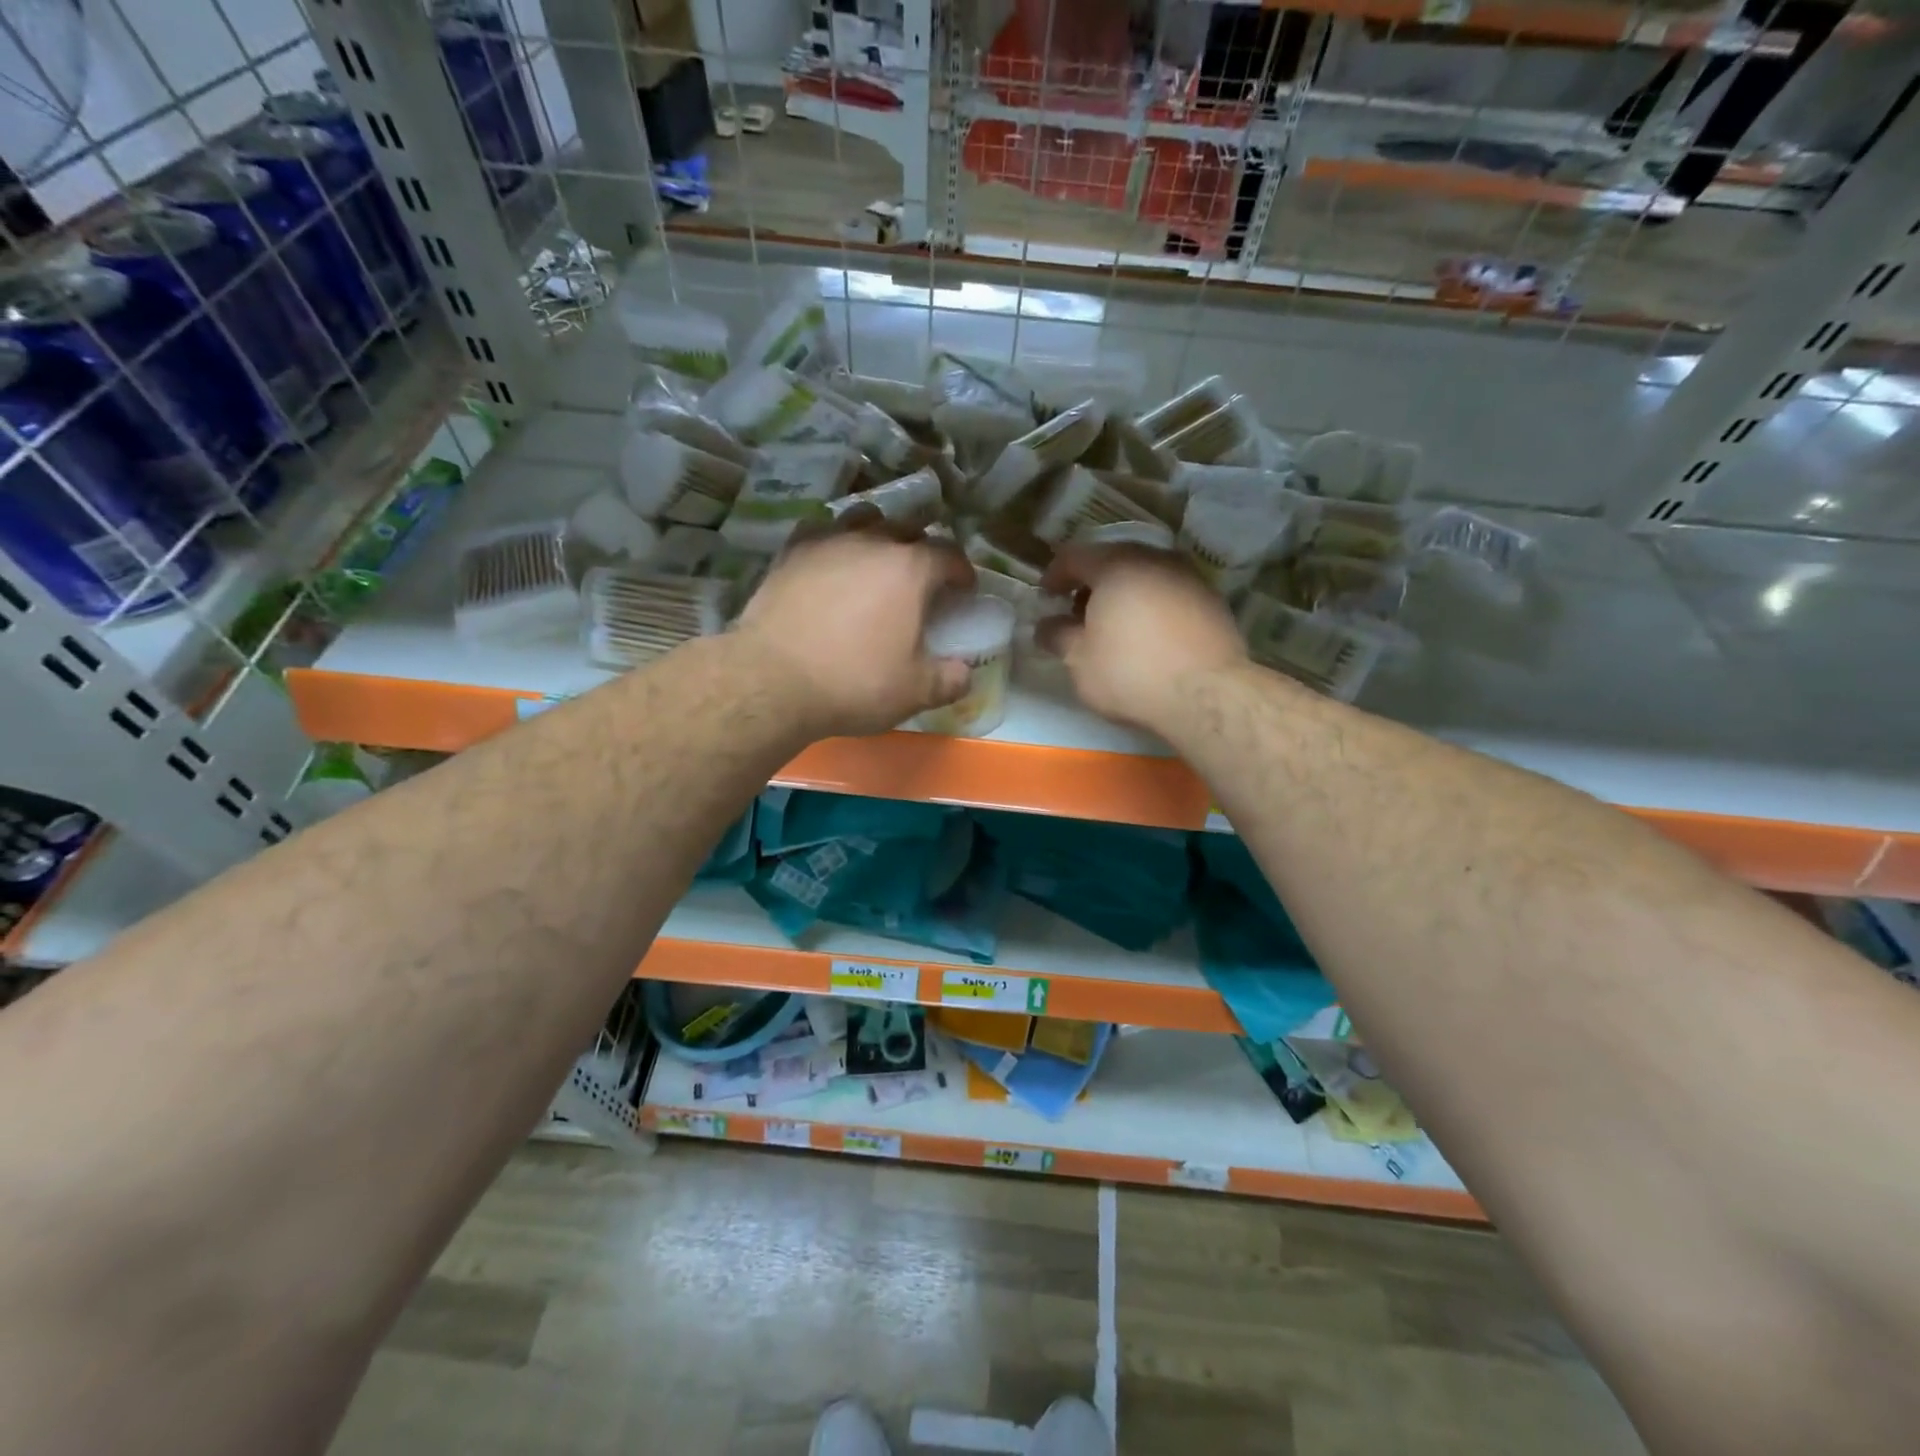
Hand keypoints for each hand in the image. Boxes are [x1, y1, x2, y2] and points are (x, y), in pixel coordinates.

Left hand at [735, 524, 976, 738]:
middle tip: (921, 579)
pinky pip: (820, 532)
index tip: (963, 590)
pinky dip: (833, 543)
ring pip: (862, 520)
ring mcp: (827, 542)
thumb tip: (965, 673)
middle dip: (921, 549)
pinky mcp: (790, 552)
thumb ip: (949, 680)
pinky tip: (830, 563)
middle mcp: (871, 542)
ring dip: (877, 535)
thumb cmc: (854, 682)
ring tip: (875, 561)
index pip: (949, 554)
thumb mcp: (914, 692)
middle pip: (907, 529)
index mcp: (910, 569)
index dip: (962, 571)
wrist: (772, 680)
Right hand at [1036, 543, 1247, 733]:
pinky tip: (1147, 637)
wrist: (1207, 695)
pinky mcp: (1213, 602)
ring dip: (1124, 595)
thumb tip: (1046, 626)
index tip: (1046, 597)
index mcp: (1116, 565)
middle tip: (1077, 613)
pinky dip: (1151, 607)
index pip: (1075, 556)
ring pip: (1145, 576)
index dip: (1055, 575)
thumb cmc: (1130, 672)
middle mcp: (1155, 559)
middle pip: (1113, 561)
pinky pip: (1169, 594)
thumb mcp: (1079, 660)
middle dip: (1091, 585)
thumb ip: (1057, 636)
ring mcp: (1189, 578)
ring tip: (1113, 628)